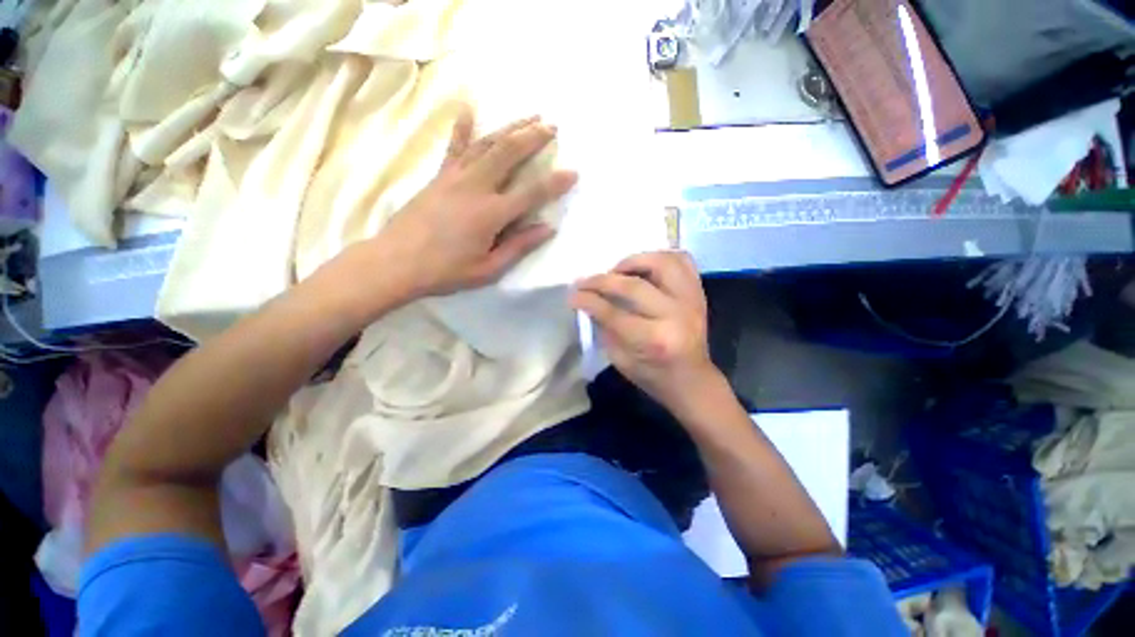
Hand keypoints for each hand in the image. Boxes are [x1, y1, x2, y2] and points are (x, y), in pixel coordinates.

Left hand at [375, 108, 576, 297]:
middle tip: (552, 126)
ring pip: (486, 144)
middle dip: (532, 137)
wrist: (396, 262)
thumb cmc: (446, 271)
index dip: (554, 183)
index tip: (573, 172)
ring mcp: (454, 177)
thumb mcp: (488, 269)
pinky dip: (462, 128)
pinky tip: (468, 110)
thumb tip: (547, 228)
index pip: (531, 193)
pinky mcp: (438, 176)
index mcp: (490, 214)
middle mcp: (475, 187)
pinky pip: (454, 148)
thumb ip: (519, 246)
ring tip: (529, 116)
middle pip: (508, 154)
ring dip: (510, 128)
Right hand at [571, 251, 723, 413]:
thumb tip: (588, 301)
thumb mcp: (620, 359)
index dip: (588, 300)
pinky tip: (645, 266)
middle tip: (586, 281)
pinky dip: (661, 257)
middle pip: (633, 286)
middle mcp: (675, 315)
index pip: (613, 312)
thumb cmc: (653, 375)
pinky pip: (682, 260)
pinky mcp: (699, 293)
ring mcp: (691, 300)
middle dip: (602, 281)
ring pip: (661, 262)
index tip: (573, 295)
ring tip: (617, 271)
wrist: (692, 380)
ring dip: (633, 261)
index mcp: (654, 340)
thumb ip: (604, 327)